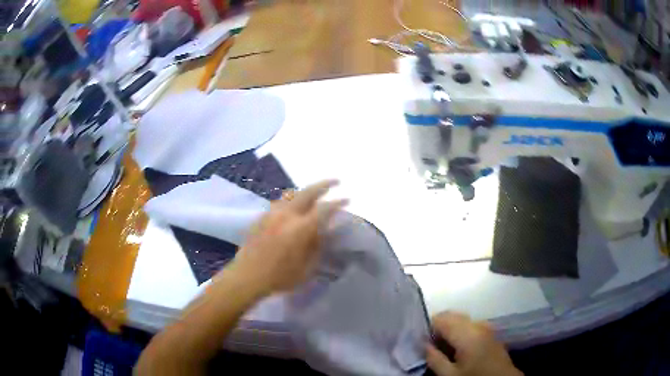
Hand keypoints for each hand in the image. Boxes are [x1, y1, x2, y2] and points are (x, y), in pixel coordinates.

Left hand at [229, 180, 346, 295]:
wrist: (247, 276)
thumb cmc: (280, 277)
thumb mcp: (307, 268)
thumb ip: (317, 246)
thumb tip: (324, 231)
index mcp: (301, 228)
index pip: (324, 209)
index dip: (338, 203)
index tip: (347, 199)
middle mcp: (287, 215)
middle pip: (308, 192)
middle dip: (324, 184)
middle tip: (336, 181)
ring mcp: (272, 213)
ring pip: (292, 194)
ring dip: (306, 191)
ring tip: (314, 193)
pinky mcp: (262, 217)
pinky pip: (281, 202)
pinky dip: (292, 200)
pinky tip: (293, 207)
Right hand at [426, 312, 522, 375]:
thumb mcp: (450, 375)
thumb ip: (435, 359)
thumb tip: (424, 344)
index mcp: (467, 333)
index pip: (441, 318)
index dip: (428, 327)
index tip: (422, 340)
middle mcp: (477, 324)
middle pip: (452, 315)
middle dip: (439, 325)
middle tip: (431, 343)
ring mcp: (486, 326)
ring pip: (462, 318)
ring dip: (450, 327)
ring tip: (443, 345)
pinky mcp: (491, 331)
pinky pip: (471, 324)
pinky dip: (460, 329)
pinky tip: (458, 345)